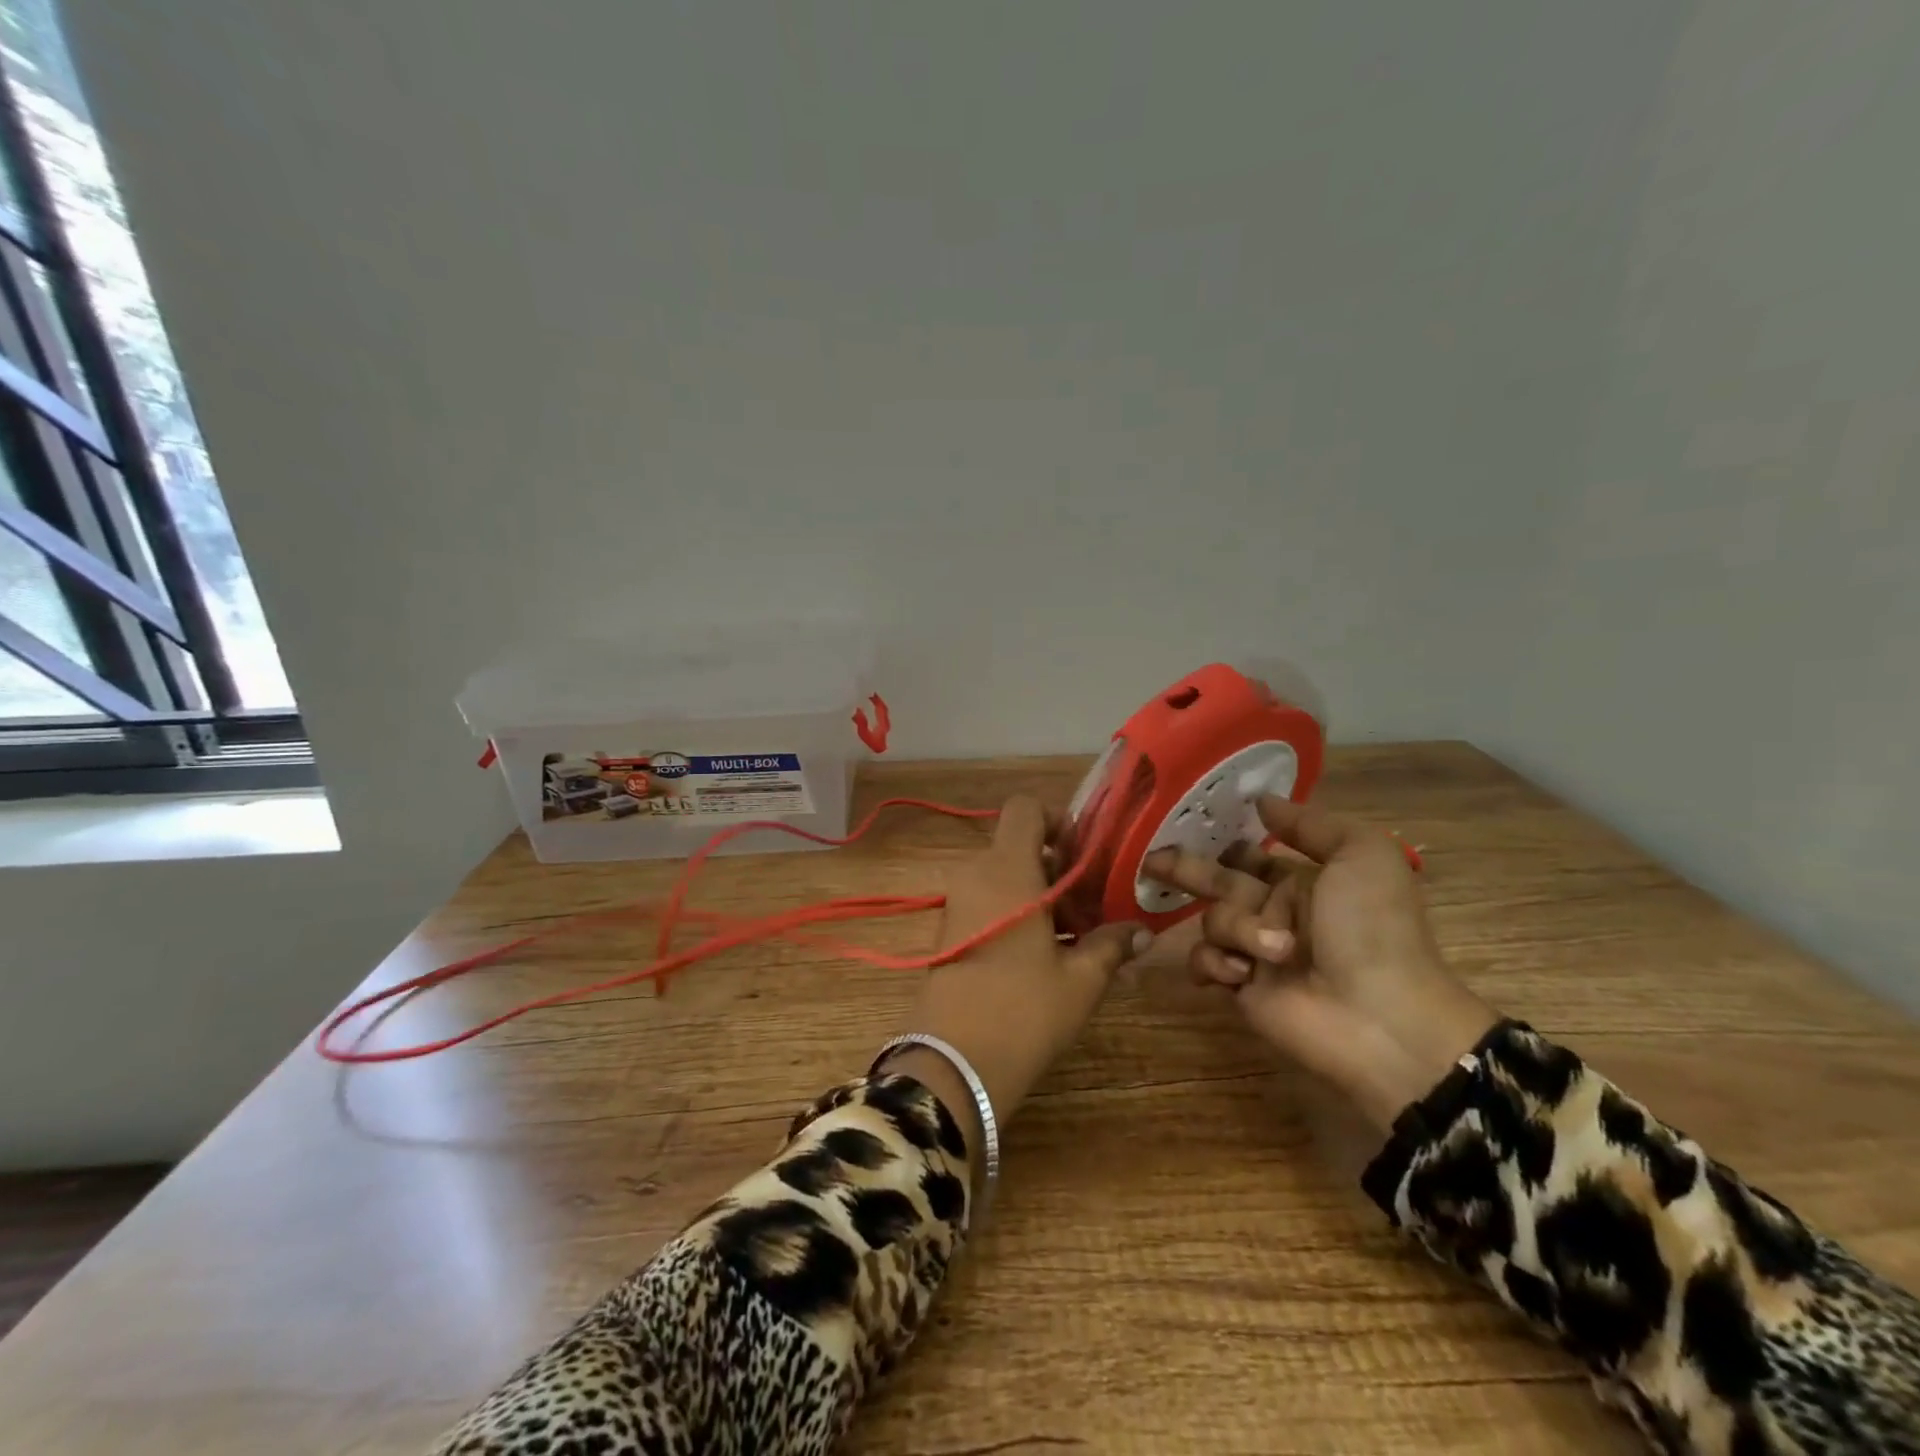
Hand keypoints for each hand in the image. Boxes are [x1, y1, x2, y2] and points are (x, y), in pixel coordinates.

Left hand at [887, 796, 1152, 1144]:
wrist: (953, 1063)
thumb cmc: (1024, 1010)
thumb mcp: (1080, 980)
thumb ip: (1111, 945)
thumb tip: (1142, 931)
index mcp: (1007, 869)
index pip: (1025, 808)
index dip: (1057, 819)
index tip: (1086, 855)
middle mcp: (976, 874)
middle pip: (1018, 844)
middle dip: (1059, 866)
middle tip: (1093, 905)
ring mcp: (958, 902)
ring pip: (1004, 875)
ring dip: (1040, 892)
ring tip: (1076, 934)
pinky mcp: (950, 931)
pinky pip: (988, 900)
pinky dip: (1017, 910)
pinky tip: (1046, 953)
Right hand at [1144, 798, 1496, 1132]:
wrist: (1380, 1017)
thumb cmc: (1373, 928)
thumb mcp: (1362, 854)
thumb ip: (1311, 823)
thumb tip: (1260, 800)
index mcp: (1302, 881)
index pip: (1249, 854)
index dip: (1223, 841)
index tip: (1187, 824)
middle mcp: (1274, 911)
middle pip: (1217, 881)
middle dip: (1185, 869)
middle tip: (1150, 861)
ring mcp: (1254, 950)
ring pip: (1213, 920)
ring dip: (1236, 928)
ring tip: (1275, 952)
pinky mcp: (1238, 986)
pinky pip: (1205, 960)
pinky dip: (1217, 962)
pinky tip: (1242, 973)